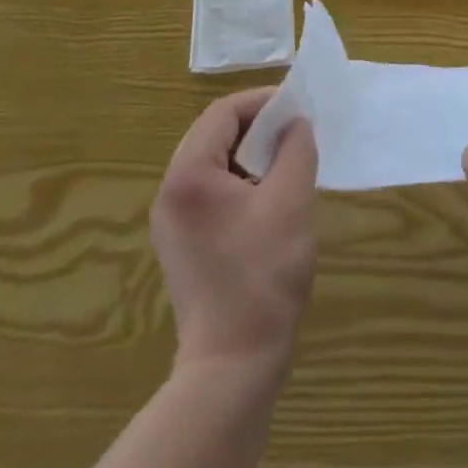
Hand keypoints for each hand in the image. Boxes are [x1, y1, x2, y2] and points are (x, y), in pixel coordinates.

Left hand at [152, 87, 318, 374]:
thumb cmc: (263, 276)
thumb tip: (295, 124)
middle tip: (294, 132)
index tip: (297, 108)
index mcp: (188, 175)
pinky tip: (269, 198)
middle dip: (256, 127)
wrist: (233, 365)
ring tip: (287, 163)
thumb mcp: (291, 201)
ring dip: (250, 154)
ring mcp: (171, 221)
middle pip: (214, 134)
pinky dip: (240, 181)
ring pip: (213, 163)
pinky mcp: (182, 244)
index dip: (262, 102)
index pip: (223, 113)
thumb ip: (295, 149)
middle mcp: (170, 192)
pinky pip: (211, 192)